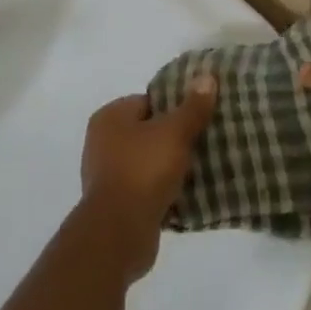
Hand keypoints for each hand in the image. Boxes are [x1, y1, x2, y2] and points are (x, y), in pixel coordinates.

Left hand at [75, 76, 217, 283]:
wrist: (119, 233)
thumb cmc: (143, 170)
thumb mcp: (174, 133)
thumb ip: (192, 107)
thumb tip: (207, 76)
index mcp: (110, 116)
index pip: (148, 101)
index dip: (175, 107)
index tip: (199, 116)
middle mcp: (102, 142)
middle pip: (148, 132)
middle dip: (174, 138)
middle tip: (204, 142)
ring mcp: (106, 175)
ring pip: (148, 162)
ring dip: (169, 167)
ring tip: (200, 169)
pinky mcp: (115, 205)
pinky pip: (145, 189)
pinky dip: (162, 191)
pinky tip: (186, 195)